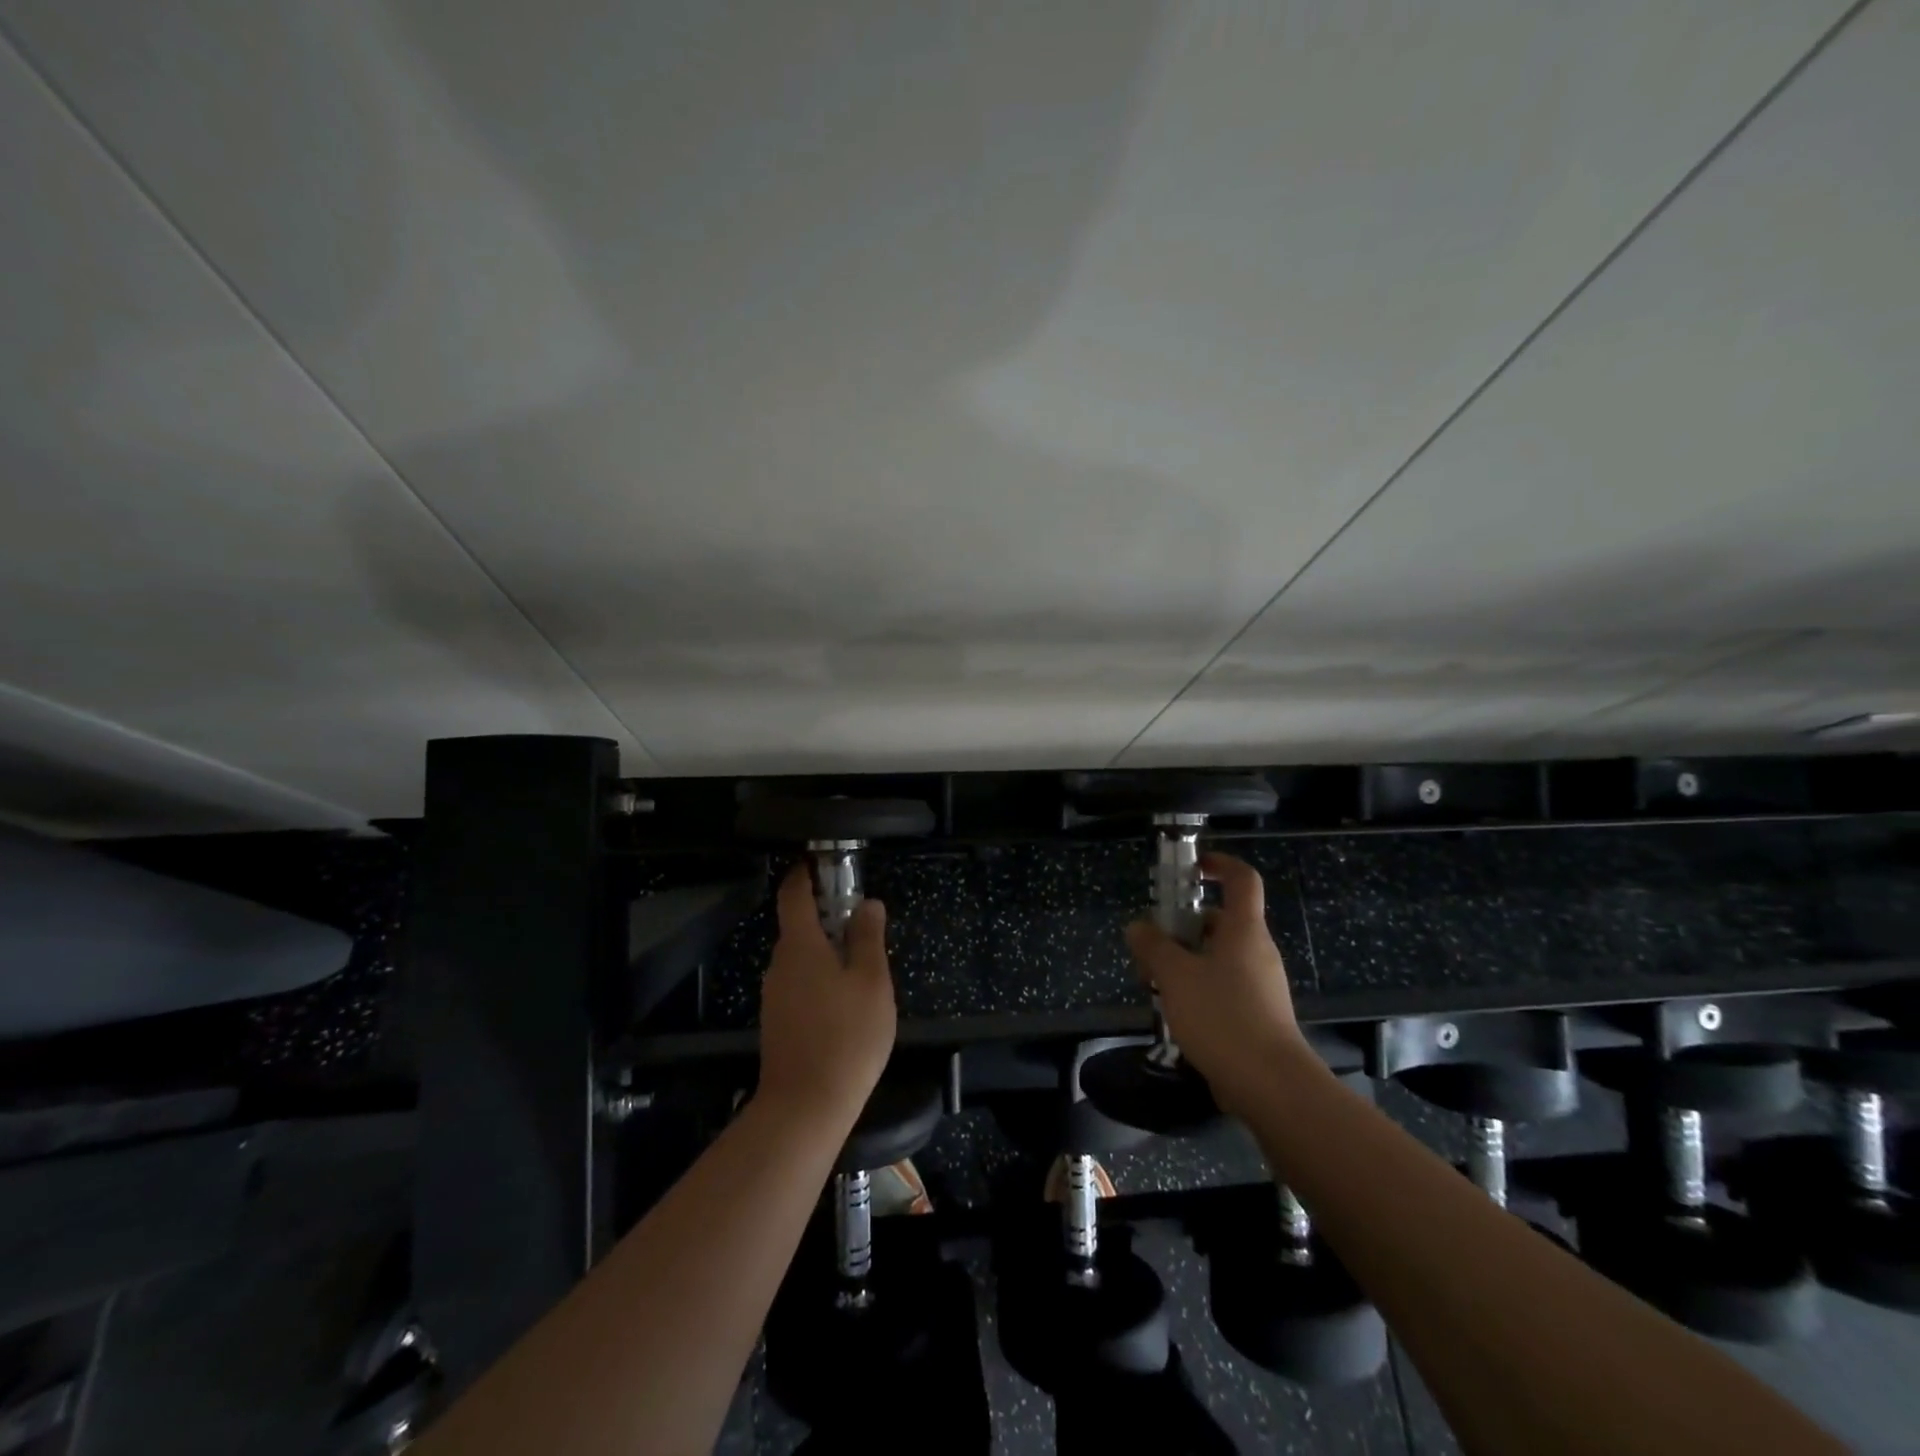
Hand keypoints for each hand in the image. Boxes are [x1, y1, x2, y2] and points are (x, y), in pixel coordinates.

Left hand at [757, 863, 896, 1126]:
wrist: (805, 1106)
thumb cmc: (846, 1035)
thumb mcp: (871, 981)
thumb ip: (868, 937)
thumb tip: (867, 903)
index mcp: (800, 945)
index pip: (792, 894)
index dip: (804, 873)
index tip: (821, 862)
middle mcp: (779, 963)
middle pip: (799, 926)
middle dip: (827, 917)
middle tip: (863, 924)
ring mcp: (775, 994)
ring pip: (801, 958)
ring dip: (826, 951)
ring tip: (863, 967)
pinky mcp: (778, 1021)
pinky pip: (800, 984)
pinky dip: (820, 978)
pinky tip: (845, 1002)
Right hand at [1124, 853, 1305, 1117]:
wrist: (1270, 1084)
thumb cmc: (1222, 1016)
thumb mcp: (1175, 976)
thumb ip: (1153, 946)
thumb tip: (1138, 926)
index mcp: (1244, 930)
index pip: (1242, 879)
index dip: (1219, 864)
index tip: (1191, 867)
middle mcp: (1257, 951)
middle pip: (1221, 921)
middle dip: (1184, 927)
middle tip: (1152, 946)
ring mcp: (1261, 984)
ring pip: (1219, 957)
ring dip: (1186, 962)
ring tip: (1155, 985)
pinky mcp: (1259, 1014)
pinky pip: (1225, 986)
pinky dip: (1199, 989)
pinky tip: (1176, 1014)